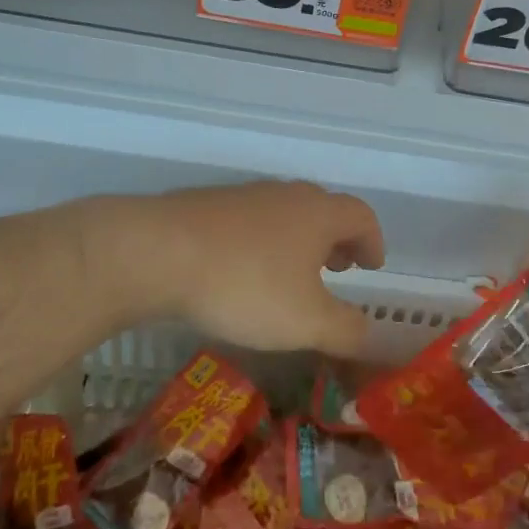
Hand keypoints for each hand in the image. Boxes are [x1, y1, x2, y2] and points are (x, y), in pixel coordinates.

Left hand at [87, 181, 385, 355]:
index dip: (373, 241)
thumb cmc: (245, 285)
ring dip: (297, 241)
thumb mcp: (305, 322)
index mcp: (318, 214)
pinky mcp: (206, 206)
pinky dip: (260, 243)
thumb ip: (345, 330)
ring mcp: (242, 196)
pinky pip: (248, 222)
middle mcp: (285, 195)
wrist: (155, 252)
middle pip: (323, 209)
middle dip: (336, 239)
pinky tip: (242, 272)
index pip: (361, 216)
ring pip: (284, 214)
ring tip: (290, 274)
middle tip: (337, 267)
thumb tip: (367, 332)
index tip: (372, 266)